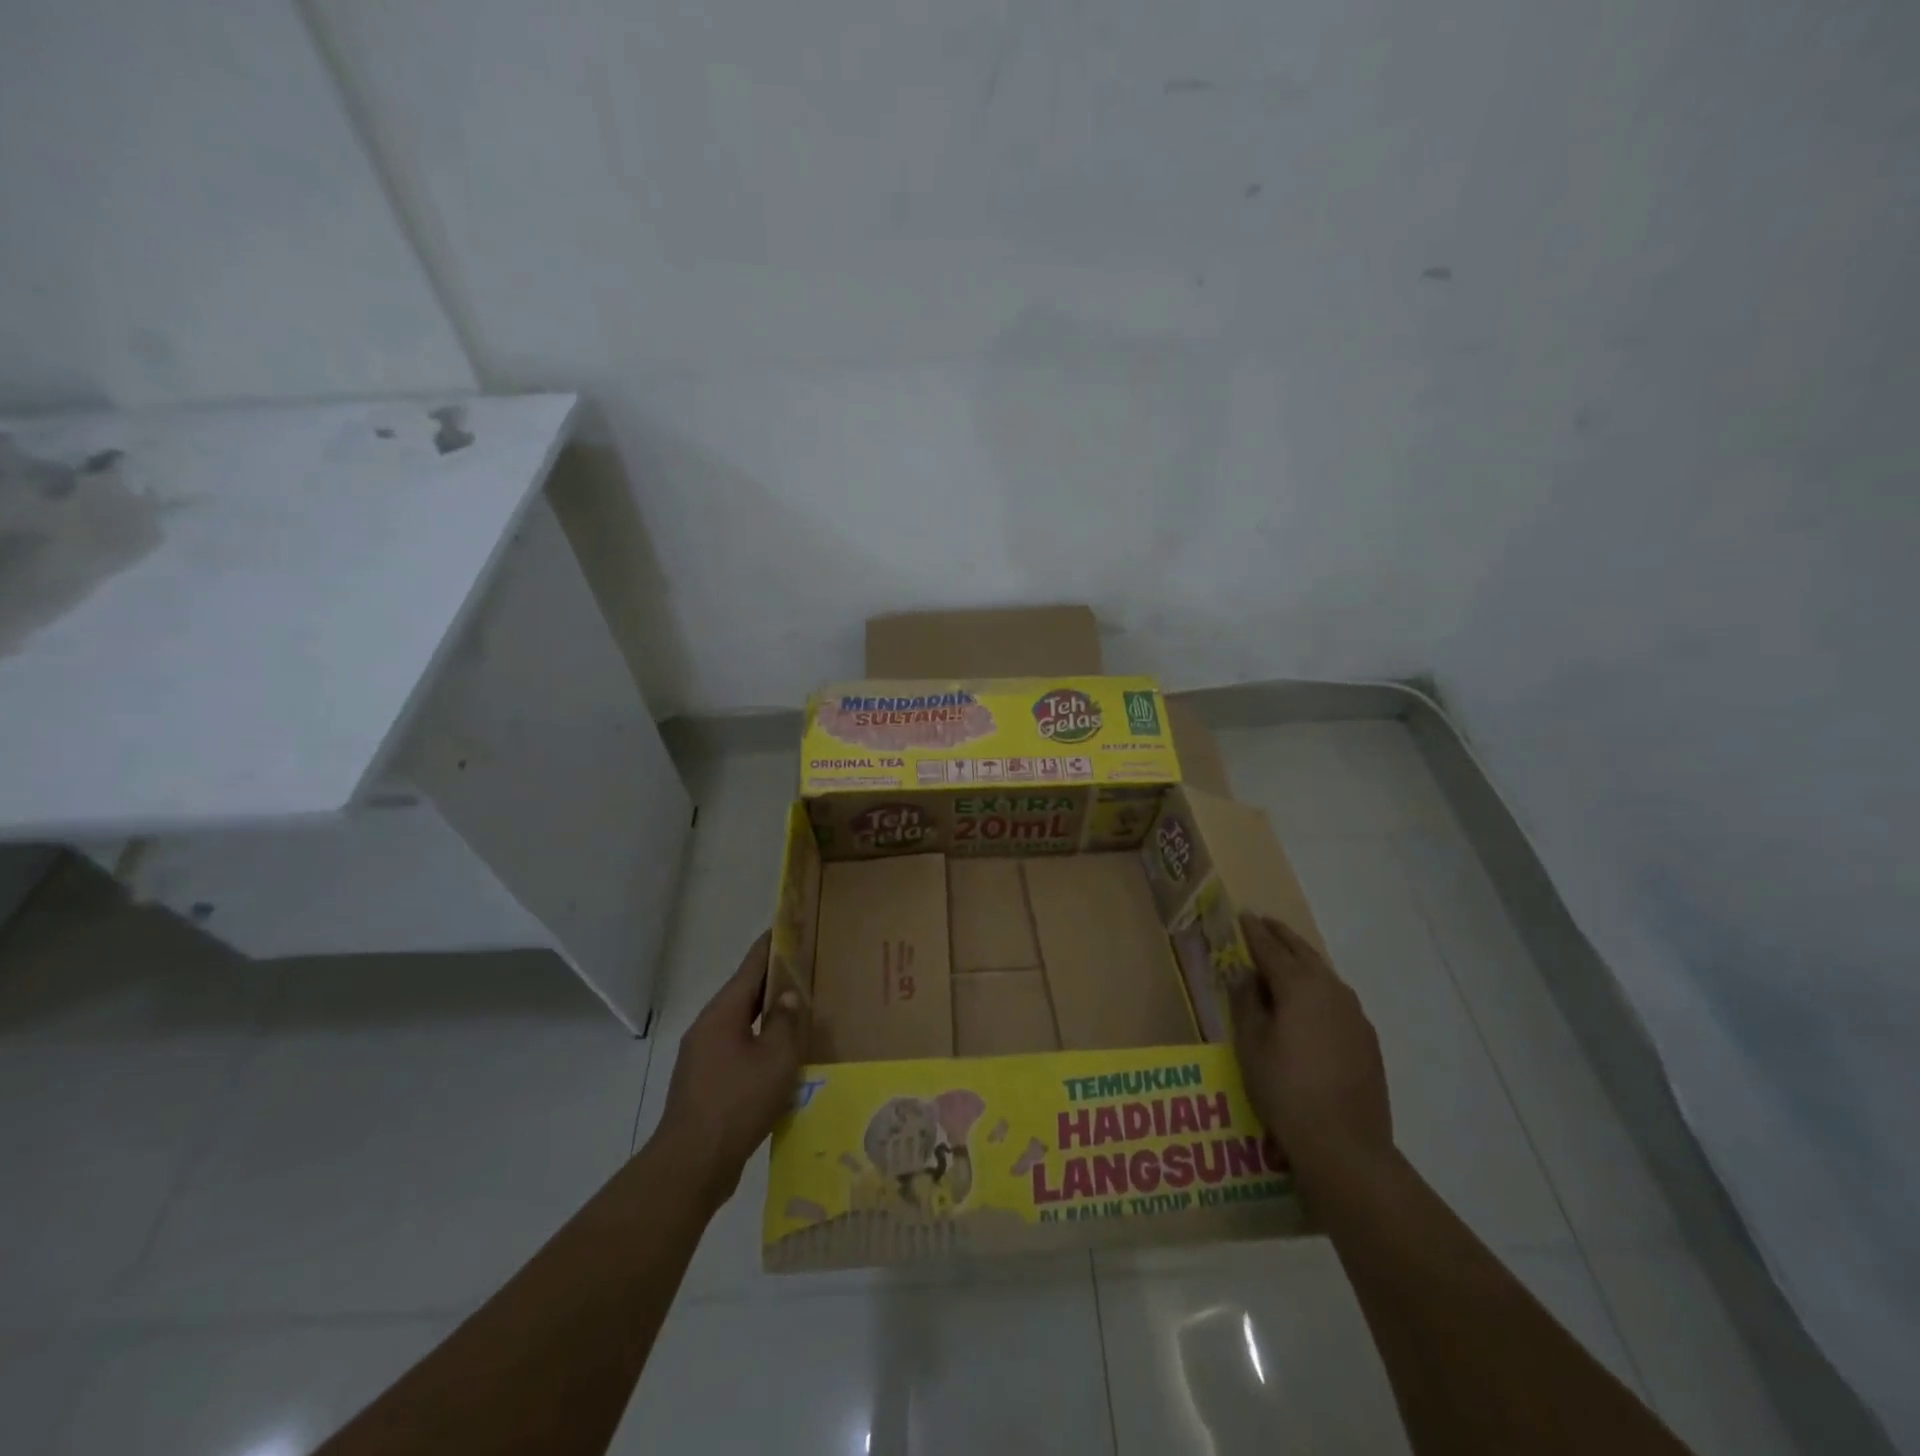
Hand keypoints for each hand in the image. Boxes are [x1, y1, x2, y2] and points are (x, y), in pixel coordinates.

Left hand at [656, 932, 804, 1206]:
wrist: (691, 1165)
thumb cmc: (737, 1103)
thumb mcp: (775, 1059)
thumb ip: (786, 1022)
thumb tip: (790, 995)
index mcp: (723, 1012)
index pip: (751, 965)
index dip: (773, 944)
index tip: (791, 925)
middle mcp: (708, 1027)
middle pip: (745, 992)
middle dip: (774, 979)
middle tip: (808, 968)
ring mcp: (702, 1056)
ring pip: (741, 1023)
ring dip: (767, 1015)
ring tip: (800, 1011)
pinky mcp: (705, 1083)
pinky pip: (737, 1049)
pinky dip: (759, 1042)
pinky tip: (780, 1057)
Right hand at [1229, 912, 1391, 1175]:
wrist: (1345, 1145)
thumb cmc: (1285, 1089)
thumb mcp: (1251, 1044)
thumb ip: (1246, 1002)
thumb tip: (1245, 974)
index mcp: (1299, 986)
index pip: (1271, 949)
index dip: (1254, 932)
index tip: (1243, 915)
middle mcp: (1331, 990)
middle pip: (1303, 953)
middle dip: (1281, 937)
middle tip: (1264, 923)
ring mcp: (1354, 1014)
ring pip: (1323, 973)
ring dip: (1302, 959)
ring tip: (1285, 955)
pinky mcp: (1366, 1038)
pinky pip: (1337, 997)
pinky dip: (1318, 985)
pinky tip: (1310, 999)